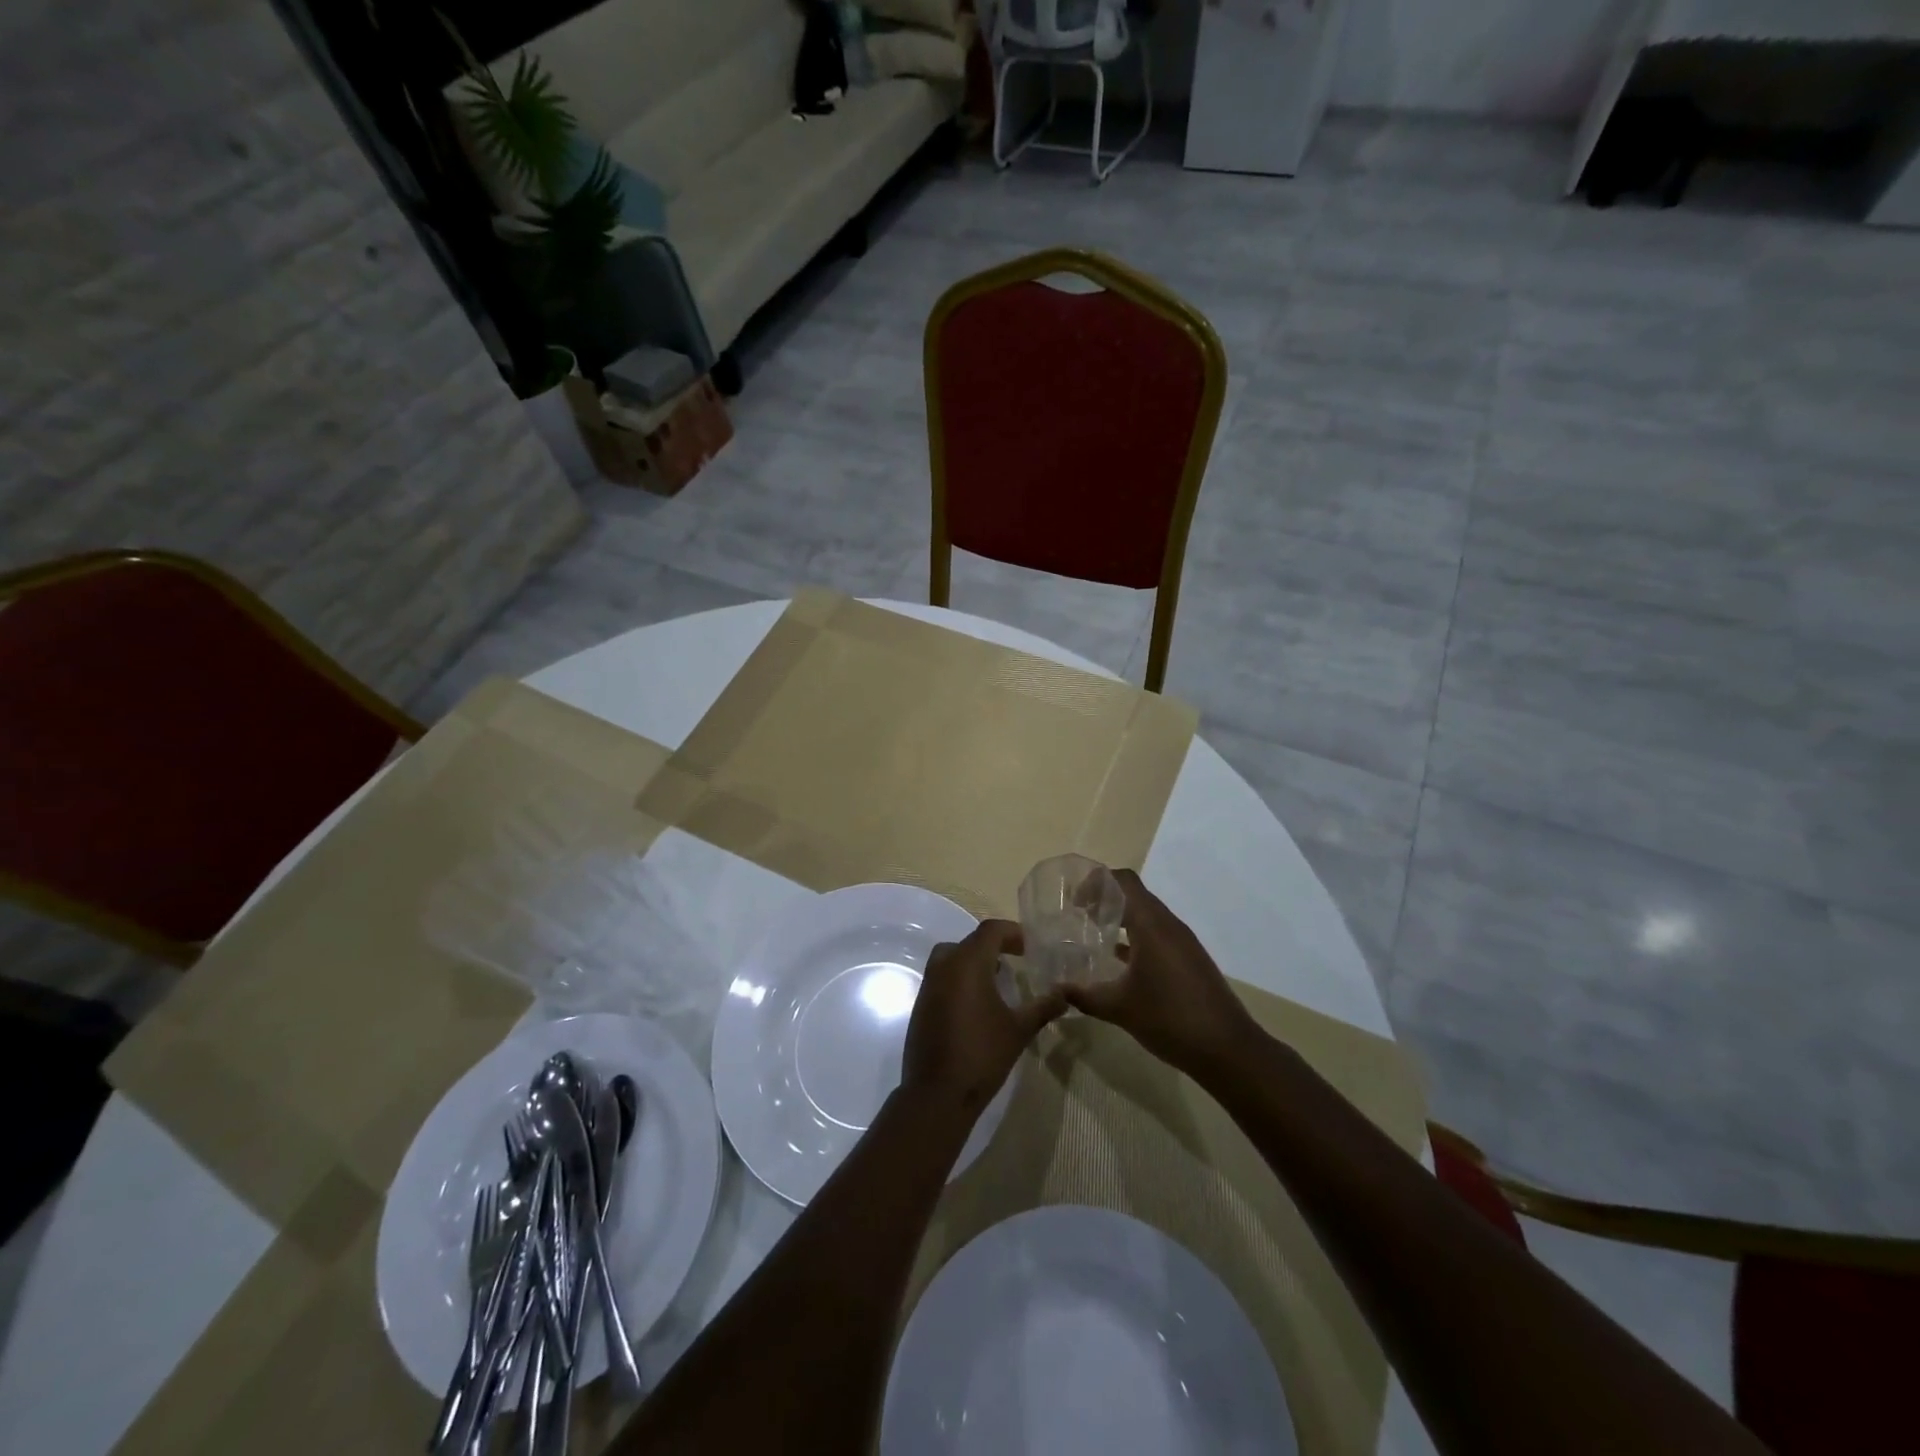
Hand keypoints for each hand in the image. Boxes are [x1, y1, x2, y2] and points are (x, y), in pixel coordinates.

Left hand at [903, 920, 1064, 1117]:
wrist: (937, 1093)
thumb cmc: (982, 1054)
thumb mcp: (1019, 1029)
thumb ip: (1043, 1007)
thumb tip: (1065, 995)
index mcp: (968, 963)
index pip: (990, 930)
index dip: (1012, 933)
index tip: (1030, 948)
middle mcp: (944, 966)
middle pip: (970, 941)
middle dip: (994, 947)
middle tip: (1016, 961)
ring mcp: (929, 985)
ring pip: (952, 958)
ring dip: (975, 962)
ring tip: (999, 981)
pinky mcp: (921, 1004)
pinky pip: (943, 977)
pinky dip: (960, 979)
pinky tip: (978, 1004)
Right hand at [1063, 869, 1258, 1075]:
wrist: (1228, 1050)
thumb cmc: (1170, 1019)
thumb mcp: (1119, 1008)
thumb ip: (1084, 995)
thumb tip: (1057, 989)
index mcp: (1151, 925)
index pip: (1123, 881)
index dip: (1096, 883)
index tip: (1073, 902)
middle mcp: (1169, 925)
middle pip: (1134, 894)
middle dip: (1104, 899)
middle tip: (1077, 916)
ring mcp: (1182, 943)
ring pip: (1147, 915)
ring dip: (1121, 918)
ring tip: (1093, 935)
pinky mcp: (1189, 960)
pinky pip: (1157, 935)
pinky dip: (1135, 938)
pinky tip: (1118, 961)